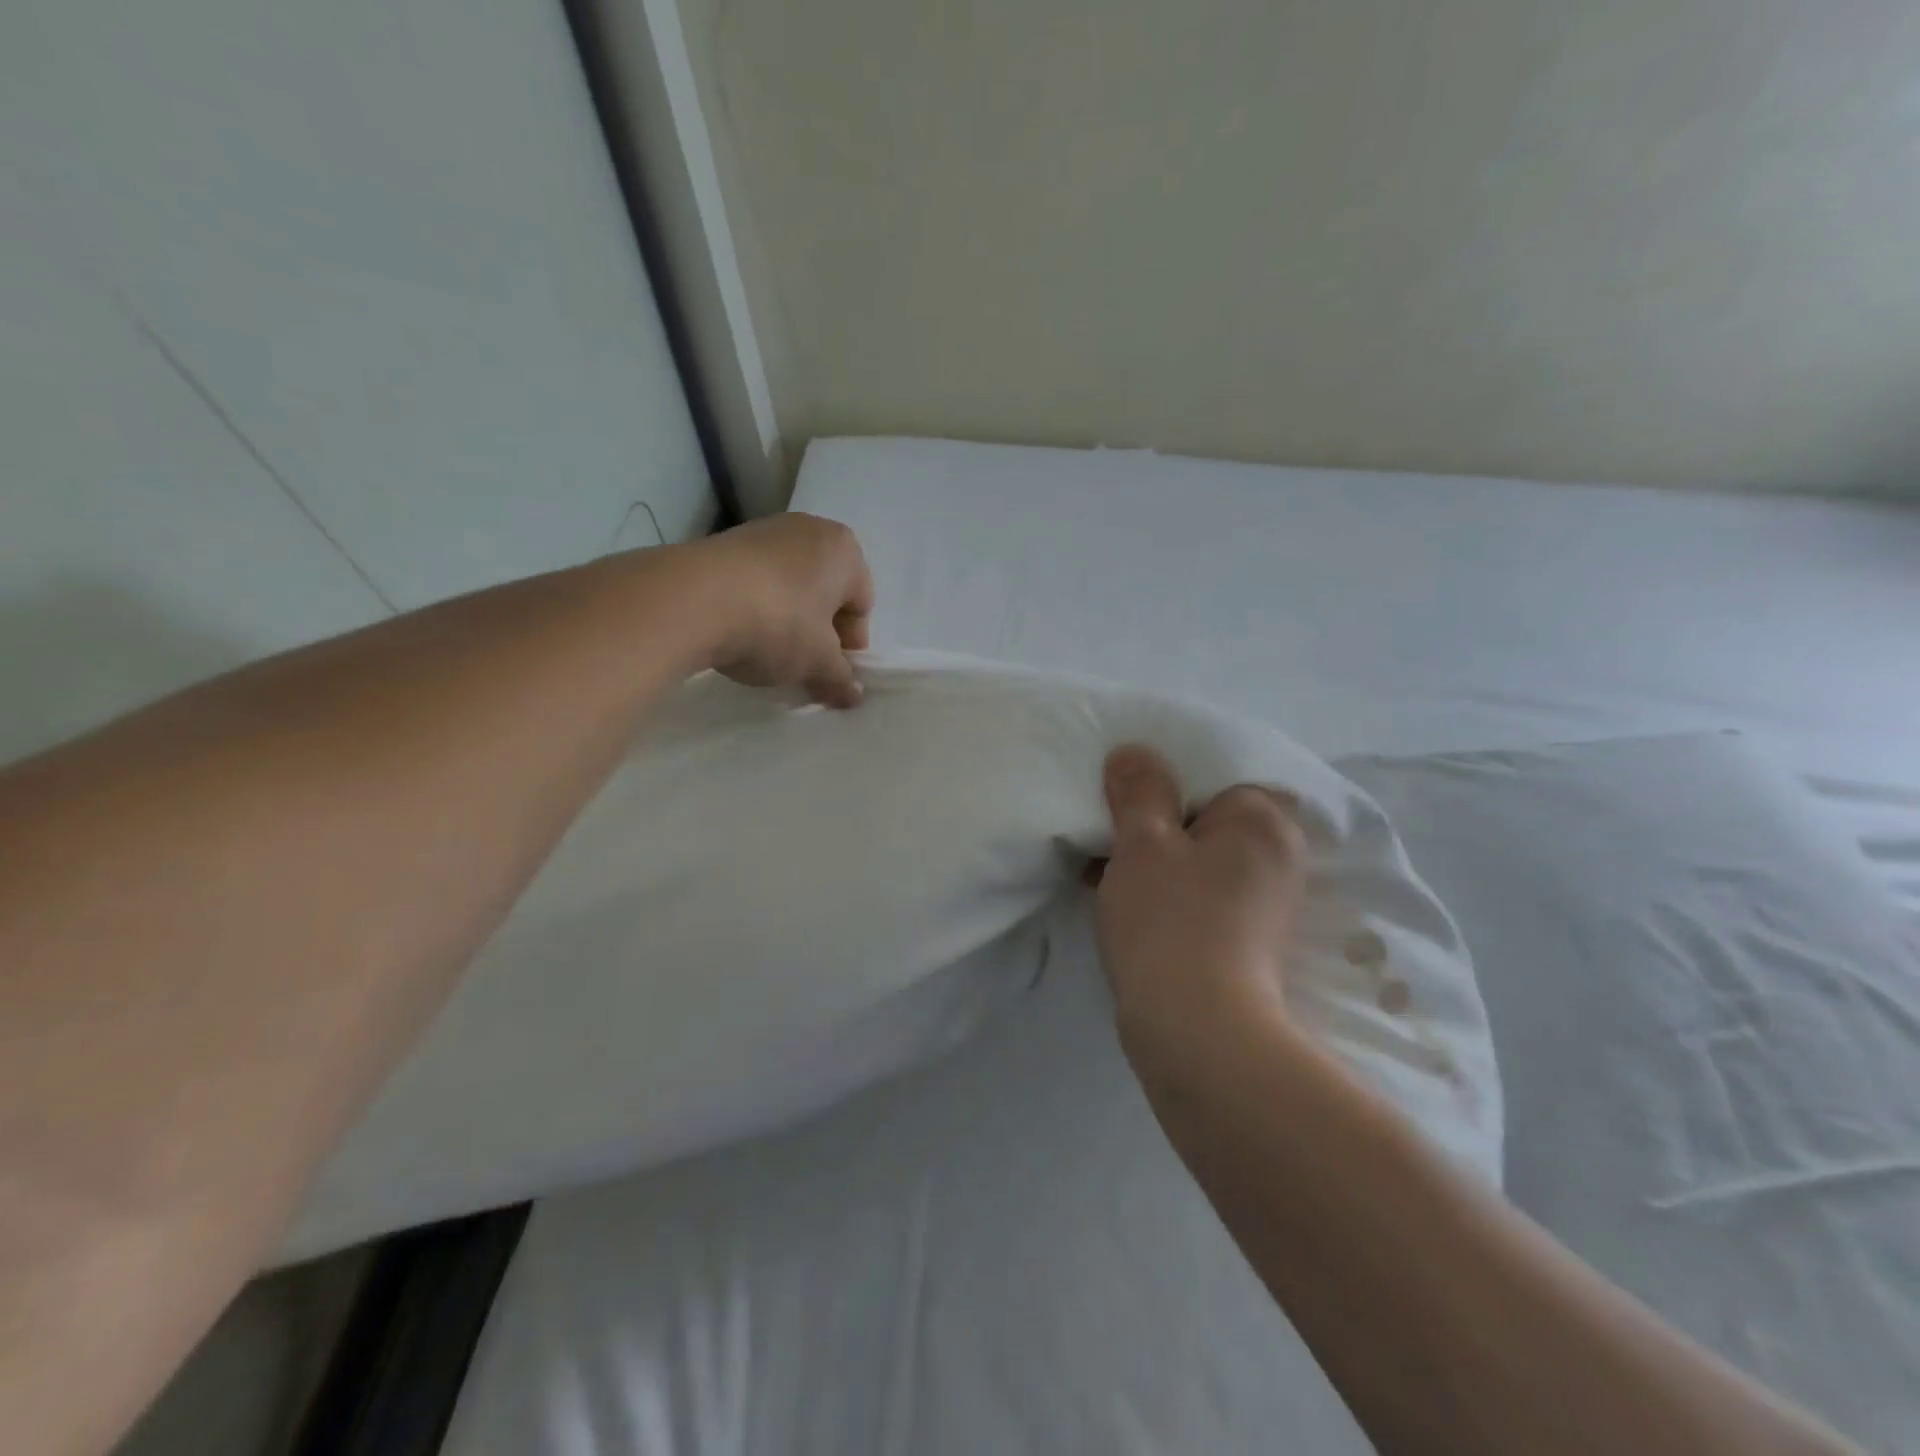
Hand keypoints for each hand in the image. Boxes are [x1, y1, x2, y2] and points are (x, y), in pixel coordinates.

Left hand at [693, 514, 874, 707]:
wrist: (691, 599)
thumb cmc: (778, 623)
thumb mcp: (817, 662)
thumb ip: (840, 678)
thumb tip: (853, 695)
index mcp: (844, 549)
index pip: (862, 604)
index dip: (850, 645)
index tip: (831, 673)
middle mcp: (808, 530)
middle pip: (825, 592)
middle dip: (819, 631)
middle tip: (803, 665)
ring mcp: (763, 531)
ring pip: (790, 586)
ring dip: (787, 620)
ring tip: (767, 652)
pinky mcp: (723, 542)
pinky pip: (755, 582)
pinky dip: (755, 607)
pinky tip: (739, 634)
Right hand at [1093, 745, 1308, 1070]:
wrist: (1198, 1033)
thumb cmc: (1170, 920)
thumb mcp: (1143, 842)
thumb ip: (1139, 790)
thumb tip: (1134, 752)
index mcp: (1262, 822)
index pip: (1215, 779)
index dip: (1165, 786)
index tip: (1124, 802)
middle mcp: (1277, 858)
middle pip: (1207, 821)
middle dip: (1157, 826)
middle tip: (1109, 835)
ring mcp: (1265, 906)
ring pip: (1200, 862)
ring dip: (1157, 862)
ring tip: (1104, 871)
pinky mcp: (1247, 943)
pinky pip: (1201, 896)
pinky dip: (1168, 894)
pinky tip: (1125, 904)